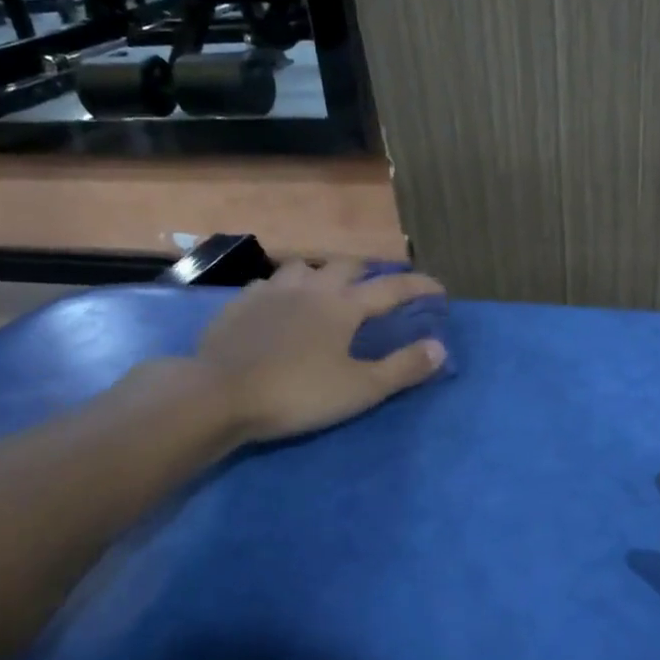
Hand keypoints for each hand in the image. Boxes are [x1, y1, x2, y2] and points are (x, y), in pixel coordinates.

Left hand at [191, 259, 447, 442]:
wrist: (219, 394)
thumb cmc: (297, 393)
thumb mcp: (360, 389)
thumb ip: (402, 368)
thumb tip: (440, 347)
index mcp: (343, 306)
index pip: (391, 288)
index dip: (419, 286)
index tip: (439, 289)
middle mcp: (310, 287)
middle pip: (346, 265)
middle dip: (370, 272)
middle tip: (378, 288)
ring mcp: (270, 291)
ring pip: (304, 266)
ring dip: (324, 273)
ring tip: (328, 291)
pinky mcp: (240, 304)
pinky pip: (270, 283)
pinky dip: (286, 288)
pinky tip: (281, 304)